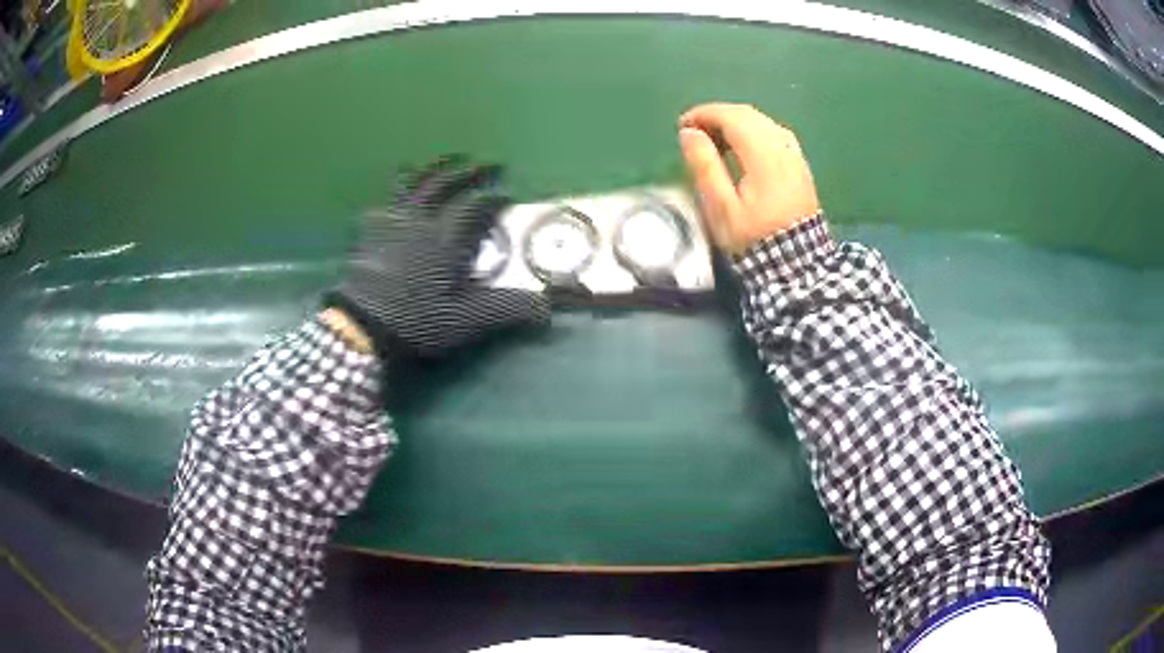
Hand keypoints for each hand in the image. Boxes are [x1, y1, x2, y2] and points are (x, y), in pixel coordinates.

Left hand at [325, 158, 549, 357]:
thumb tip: (547, 309)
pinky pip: (386, 202)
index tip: (507, 195)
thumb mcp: (467, 320)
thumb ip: (506, 309)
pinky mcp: (371, 232)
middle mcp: (420, 221)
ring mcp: (392, 222)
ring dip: (433, 169)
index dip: (494, 199)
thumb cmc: (416, 321)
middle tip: (489, 162)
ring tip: (446, 160)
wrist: (362, 325)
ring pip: (414, 184)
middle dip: (470, 171)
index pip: (475, 207)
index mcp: (445, 238)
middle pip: (446, 184)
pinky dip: (396, 194)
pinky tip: (397, 198)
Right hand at [678, 103, 821, 256]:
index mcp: (763, 155)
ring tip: (714, 140)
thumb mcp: (721, 207)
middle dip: (718, 115)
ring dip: (735, 122)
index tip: (682, 126)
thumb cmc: (754, 237)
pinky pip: (774, 134)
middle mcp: (782, 147)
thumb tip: (689, 133)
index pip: (732, 117)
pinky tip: (741, 148)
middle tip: (694, 132)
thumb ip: (705, 166)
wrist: (797, 263)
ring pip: (762, 122)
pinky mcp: (799, 165)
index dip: (704, 114)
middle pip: (748, 114)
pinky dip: (752, 131)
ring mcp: (794, 155)